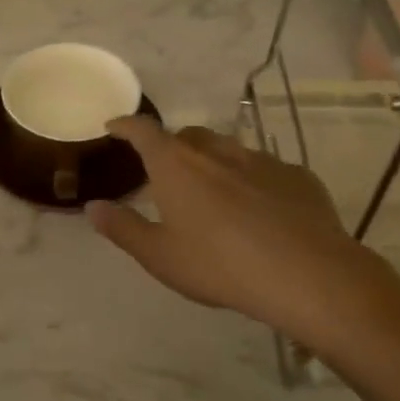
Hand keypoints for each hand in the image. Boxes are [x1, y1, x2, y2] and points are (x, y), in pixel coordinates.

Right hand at [86, 117, 399, 360]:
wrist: (307, 275)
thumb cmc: (220, 265)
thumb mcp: (160, 256)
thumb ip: (123, 228)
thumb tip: (92, 207)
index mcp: (176, 165)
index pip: (144, 131)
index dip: (126, 125)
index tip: (114, 127)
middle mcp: (216, 152)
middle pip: (187, 135)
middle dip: (172, 146)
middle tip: (166, 172)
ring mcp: (261, 160)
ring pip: (228, 149)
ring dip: (213, 162)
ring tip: (213, 192)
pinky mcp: (297, 176)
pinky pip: (264, 169)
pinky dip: (251, 180)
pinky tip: (259, 210)